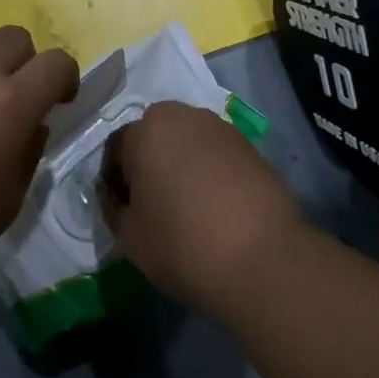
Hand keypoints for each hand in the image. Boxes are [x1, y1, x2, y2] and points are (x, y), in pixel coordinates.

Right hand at [100, 101, 303, 315]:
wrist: (264, 261)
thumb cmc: (182, 244)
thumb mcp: (129, 235)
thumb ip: (113, 207)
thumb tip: (117, 196)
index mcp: (147, 130)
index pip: (117, 149)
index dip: (114, 182)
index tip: (121, 210)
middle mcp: (184, 116)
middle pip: (154, 137)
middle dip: (148, 164)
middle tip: (152, 205)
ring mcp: (223, 129)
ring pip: (187, 143)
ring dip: (180, 165)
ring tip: (186, 207)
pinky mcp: (252, 148)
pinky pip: (216, 155)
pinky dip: (209, 173)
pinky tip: (215, 208)